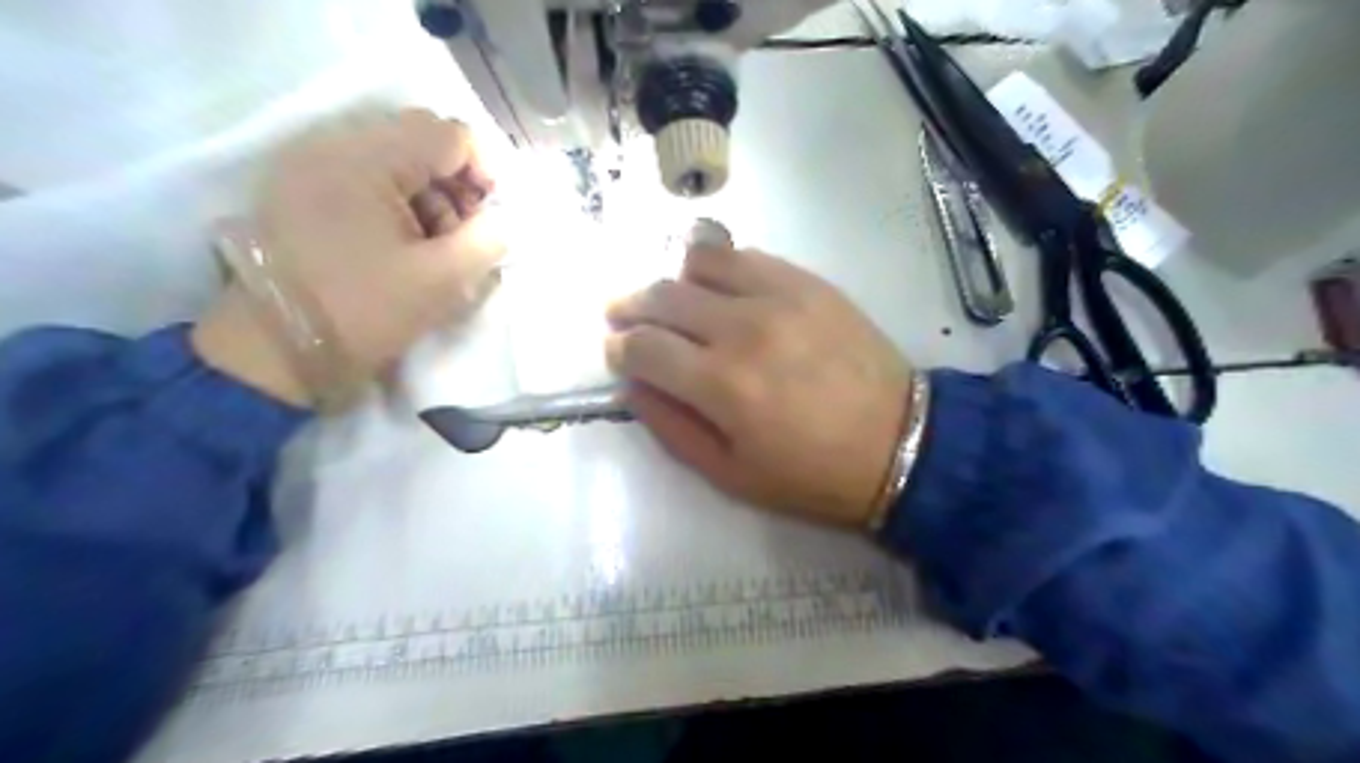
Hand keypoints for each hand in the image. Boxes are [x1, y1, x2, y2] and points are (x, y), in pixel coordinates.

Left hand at [190, 107, 504, 407]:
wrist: (275, 349)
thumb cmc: (364, 312)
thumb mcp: (442, 281)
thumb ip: (488, 240)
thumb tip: (504, 220)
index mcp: (366, 160)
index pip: (450, 134)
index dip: (486, 172)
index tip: (493, 218)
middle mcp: (333, 144)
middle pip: (421, 139)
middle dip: (457, 184)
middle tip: (465, 234)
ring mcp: (311, 163)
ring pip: (395, 156)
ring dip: (429, 195)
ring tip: (432, 246)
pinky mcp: (302, 187)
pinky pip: (365, 175)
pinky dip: (397, 201)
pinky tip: (401, 243)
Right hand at [608, 248, 913, 526]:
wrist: (900, 442)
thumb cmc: (811, 473)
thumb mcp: (729, 474)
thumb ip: (671, 427)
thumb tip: (633, 386)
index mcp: (721, 386)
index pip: (643, 347)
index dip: (618, 348)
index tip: (615, 351)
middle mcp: (743, 329)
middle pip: (663, 296)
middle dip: (631, 306)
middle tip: (624, 315)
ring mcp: (779, 297)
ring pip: (700, 262)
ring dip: (673, 279)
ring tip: (671, 298)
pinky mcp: (808, 282)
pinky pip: (747, 256)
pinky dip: (719, 267)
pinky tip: (719, 287)